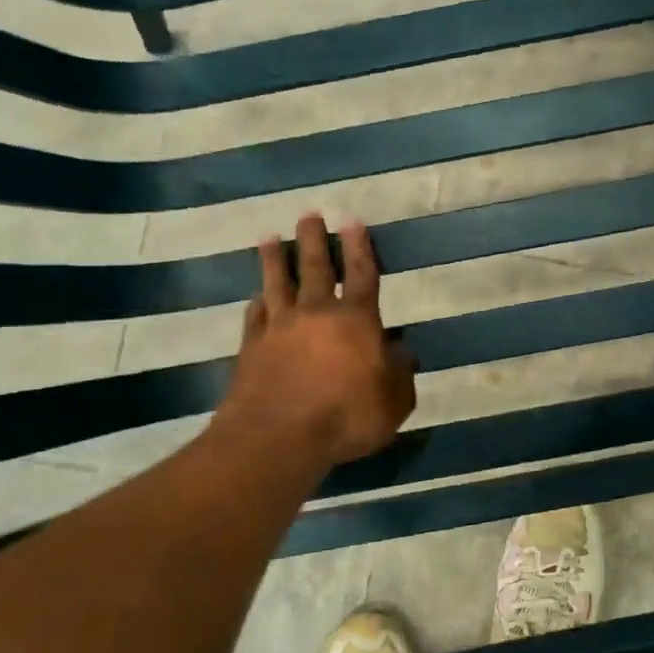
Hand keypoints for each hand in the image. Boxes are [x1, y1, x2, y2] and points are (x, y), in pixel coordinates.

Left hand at [214, 215, 416, 466]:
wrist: (277, 437)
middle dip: (314, 240)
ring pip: (278, 283)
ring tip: (270, 237)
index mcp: (356, 320)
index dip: (360, 247)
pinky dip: (256, 303)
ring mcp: (279, 328)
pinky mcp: (251, 347)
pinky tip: (255, 297)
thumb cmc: (346, 417)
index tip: (352, 221)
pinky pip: (254, 316)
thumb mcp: (393, 402)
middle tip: (308, 215)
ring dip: (276, 259)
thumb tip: (402, 352)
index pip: (362, 274)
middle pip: (316, 268)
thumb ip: (400, 374)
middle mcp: (317, 313)